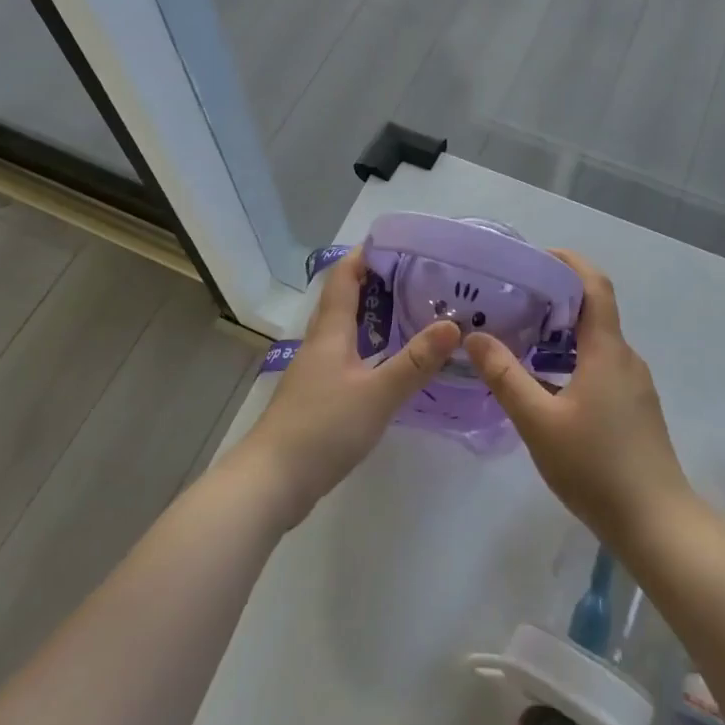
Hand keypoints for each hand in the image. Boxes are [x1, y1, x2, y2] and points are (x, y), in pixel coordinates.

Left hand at [240, 247, 458, 527]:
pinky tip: (389, 364)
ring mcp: (315, 372)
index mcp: (330, 333)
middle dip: (376, 283)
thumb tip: (452, 325)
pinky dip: (369, 348)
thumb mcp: (377, 393)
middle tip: (418, 277)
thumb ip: (415, 361)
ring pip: (345, 331)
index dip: (365, 255)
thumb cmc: (323, 428)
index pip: (344, 278)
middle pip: (344, 301)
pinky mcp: (316, 397)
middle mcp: (320, 344)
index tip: (397, 242)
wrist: (272, 482)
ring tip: (411, 314)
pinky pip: (346, 357)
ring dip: (373, 317)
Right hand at [465, 250, 695, 548]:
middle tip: (513, 300)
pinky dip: (572, 359)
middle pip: (593, 310)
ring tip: (521, 339)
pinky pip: (601, 366)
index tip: (535, 257)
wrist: (657, 524)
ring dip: (562, 333)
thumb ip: (506, 376)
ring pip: (596, 342)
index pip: (594, 285)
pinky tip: (545, 385)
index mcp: (607, 350)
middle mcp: (625, 358)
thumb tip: (476, 336)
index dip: (568, 262)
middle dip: (555, 298)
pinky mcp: (634, 409)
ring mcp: (634, 385)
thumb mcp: (539, 422)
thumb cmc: (596, 467)